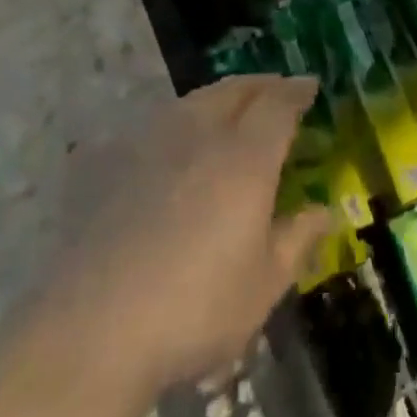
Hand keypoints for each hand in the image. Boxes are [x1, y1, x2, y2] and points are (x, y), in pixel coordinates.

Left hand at [47, 75, 331, 396]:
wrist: (93, 330)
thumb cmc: (194, 310)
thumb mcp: (263, 286)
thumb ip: (297, 239)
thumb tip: (323, 210)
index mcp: (245, 157)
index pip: (278, 104)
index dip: (297, 91)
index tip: (310, 87)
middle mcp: (200, 133)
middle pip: (235, 89)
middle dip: (261, 85)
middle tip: (276, 91)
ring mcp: (150, 142)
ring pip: (193, 100)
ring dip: (220, 98)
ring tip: (230, 110)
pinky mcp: (110, 161)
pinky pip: (153, 125)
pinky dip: (176, 123)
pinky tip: (172, 146)